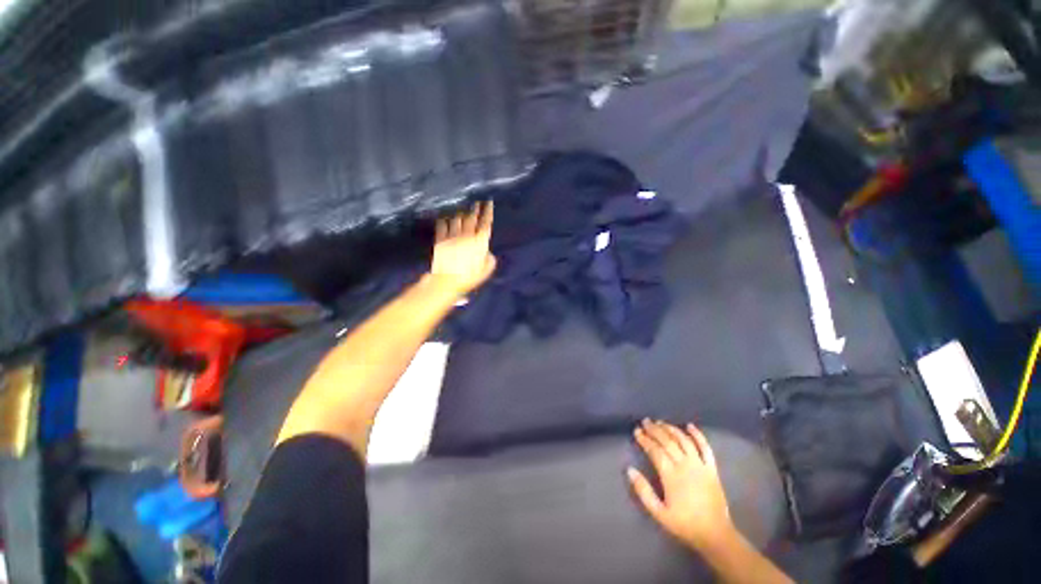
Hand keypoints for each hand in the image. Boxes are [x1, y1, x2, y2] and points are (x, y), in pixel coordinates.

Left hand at [430, 201, 496, 297]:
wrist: (446, 280)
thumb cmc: (469, 277)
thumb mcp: (485, 271)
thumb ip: (489, 260)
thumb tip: (488, 253)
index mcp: (479, 241)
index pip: (485, 223)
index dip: (488, 212)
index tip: (489, 203)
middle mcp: (466, 235)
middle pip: (472, 218)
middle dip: (475, 209)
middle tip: (477, 203)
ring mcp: (452, 236)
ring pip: (457, 220)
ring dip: (461, 214)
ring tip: (462, 211)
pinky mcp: (441, 240)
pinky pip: (442, 226)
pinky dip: (444, 221)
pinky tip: (444, 219)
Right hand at [628, 420, 735, 552]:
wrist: (715, 534)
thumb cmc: (684, 524)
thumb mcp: (659, 513)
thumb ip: (643, 491)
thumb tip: (629, 469)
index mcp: (671, 475)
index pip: (655, 450)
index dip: (644, 439)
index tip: (636, 431)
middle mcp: (685, 465)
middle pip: (667, 441)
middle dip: (655, 430)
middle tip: (645, 421)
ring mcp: (700, 465)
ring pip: (683, 440)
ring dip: (671, 429)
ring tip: (660, 422)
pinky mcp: (712, 469)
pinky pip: (705, 447)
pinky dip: (698, 435)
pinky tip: (689, 426)